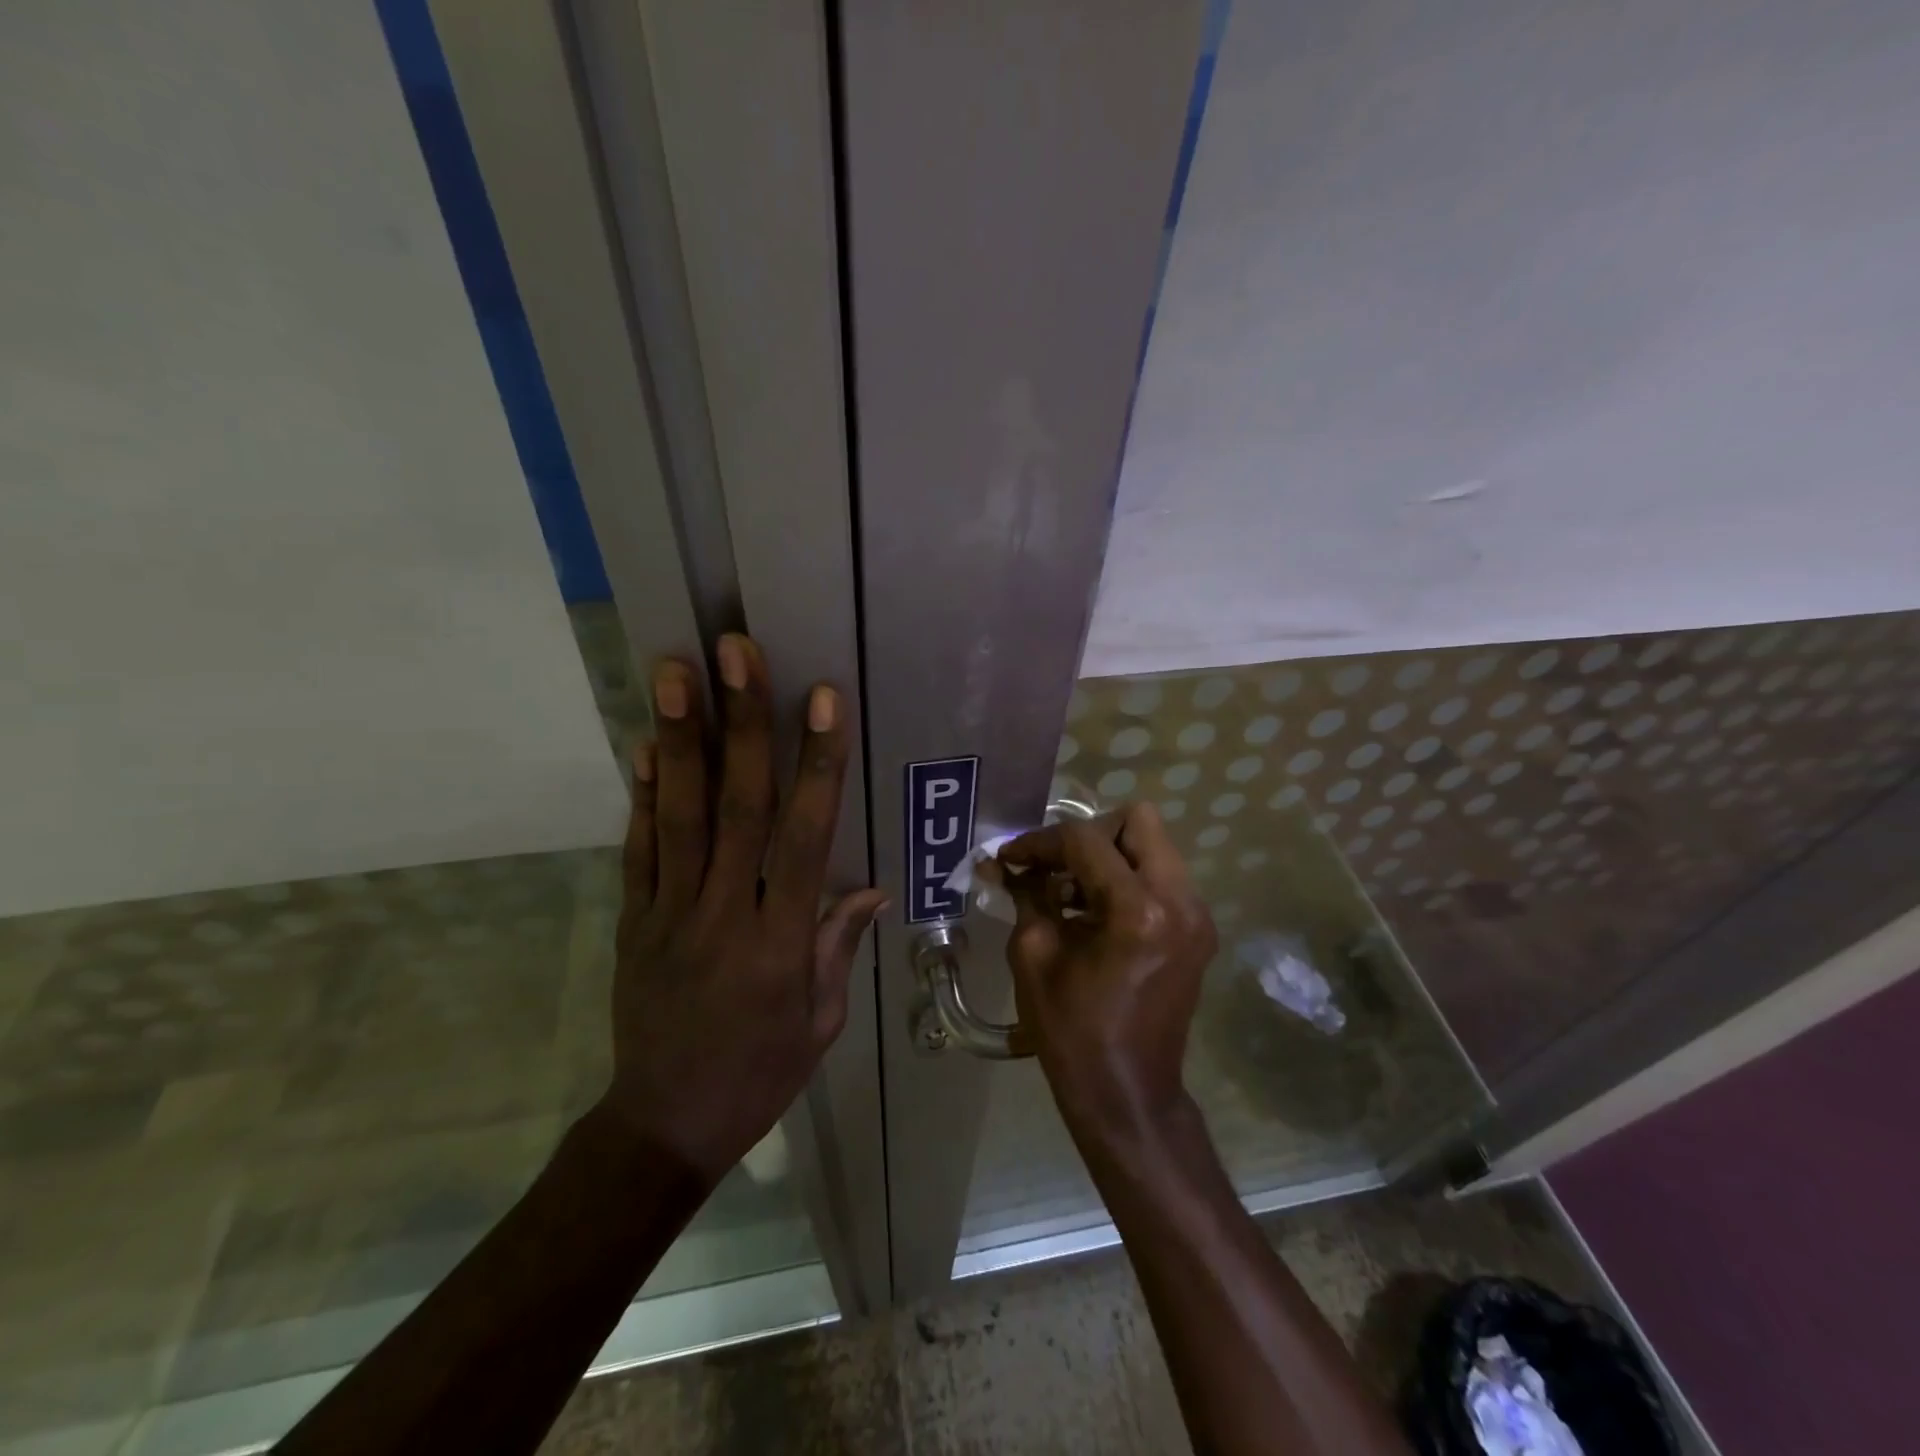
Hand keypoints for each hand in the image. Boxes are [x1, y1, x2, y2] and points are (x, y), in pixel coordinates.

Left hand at [601, 634, 886, 1183]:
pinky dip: (641, 795)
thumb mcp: (821, 1021)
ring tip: (676, 672)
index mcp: (782, 940)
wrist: (664, 1126)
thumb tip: (869, 884)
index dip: (817, 765)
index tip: (823, 699)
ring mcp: (669, 913)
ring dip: (681, 739)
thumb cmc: (759, 1074)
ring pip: (679, 815)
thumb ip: (838, 944)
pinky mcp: (632, 921)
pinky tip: (644, 744)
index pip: (805, 836)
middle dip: (742, 723)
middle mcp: (725, 913)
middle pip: (736, 806)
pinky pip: (637, 850)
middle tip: (735, 652)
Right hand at [999, 804, 1217, 1148]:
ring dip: (1108, 857)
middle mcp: (1180, 901)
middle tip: (1055, 867)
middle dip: (1089, 836)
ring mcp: (1197, 915)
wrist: (1128, 1095)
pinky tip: (1094, 913)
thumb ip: (1024, 895)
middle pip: (1138, 821)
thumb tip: (1004, 862)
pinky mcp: (1198, 931)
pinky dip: (1126, 879)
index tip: (1011, 858)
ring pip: (1153, 846)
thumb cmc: (1073, 1033)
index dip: (1041, 842)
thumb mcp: (1034, 956)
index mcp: (1139, 910)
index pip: (1086, 840)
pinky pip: (1161, 877)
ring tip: (1069, 893)